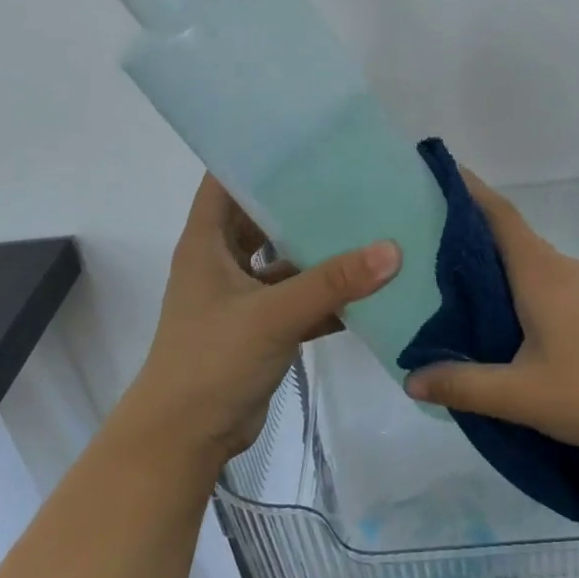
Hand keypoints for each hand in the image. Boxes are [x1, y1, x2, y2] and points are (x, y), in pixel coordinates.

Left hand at [118, 175, 399, 471]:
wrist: (186, 439)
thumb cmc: (211, 361)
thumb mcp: (272, 314)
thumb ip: (332, 282)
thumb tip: (392, 249)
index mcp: (207, 242)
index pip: (227, 180)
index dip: (258, 156)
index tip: (308, 139)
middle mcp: (224, 261)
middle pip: (265, 216)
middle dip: (304, 201)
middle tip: (355, 178)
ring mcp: (245, 296)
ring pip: (288, 260)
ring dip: (322, 250)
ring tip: (372, 224)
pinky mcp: (264, 327)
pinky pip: (301, 299)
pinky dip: (329, 295)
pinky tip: (371, 286)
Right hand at [403, 171, 578, 462]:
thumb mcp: (522, 395)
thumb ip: (465, 386)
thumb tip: (412, 378)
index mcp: (540, 274)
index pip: (499, 215)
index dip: (468, 190)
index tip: (437, 175)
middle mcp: (562, 270)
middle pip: (511, 237)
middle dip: (470, 231)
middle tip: (425, 240)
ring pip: (530, 265)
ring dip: (495, 265)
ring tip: (455, 284)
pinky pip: (547, 287)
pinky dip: (518, 290)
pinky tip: (505, 323)